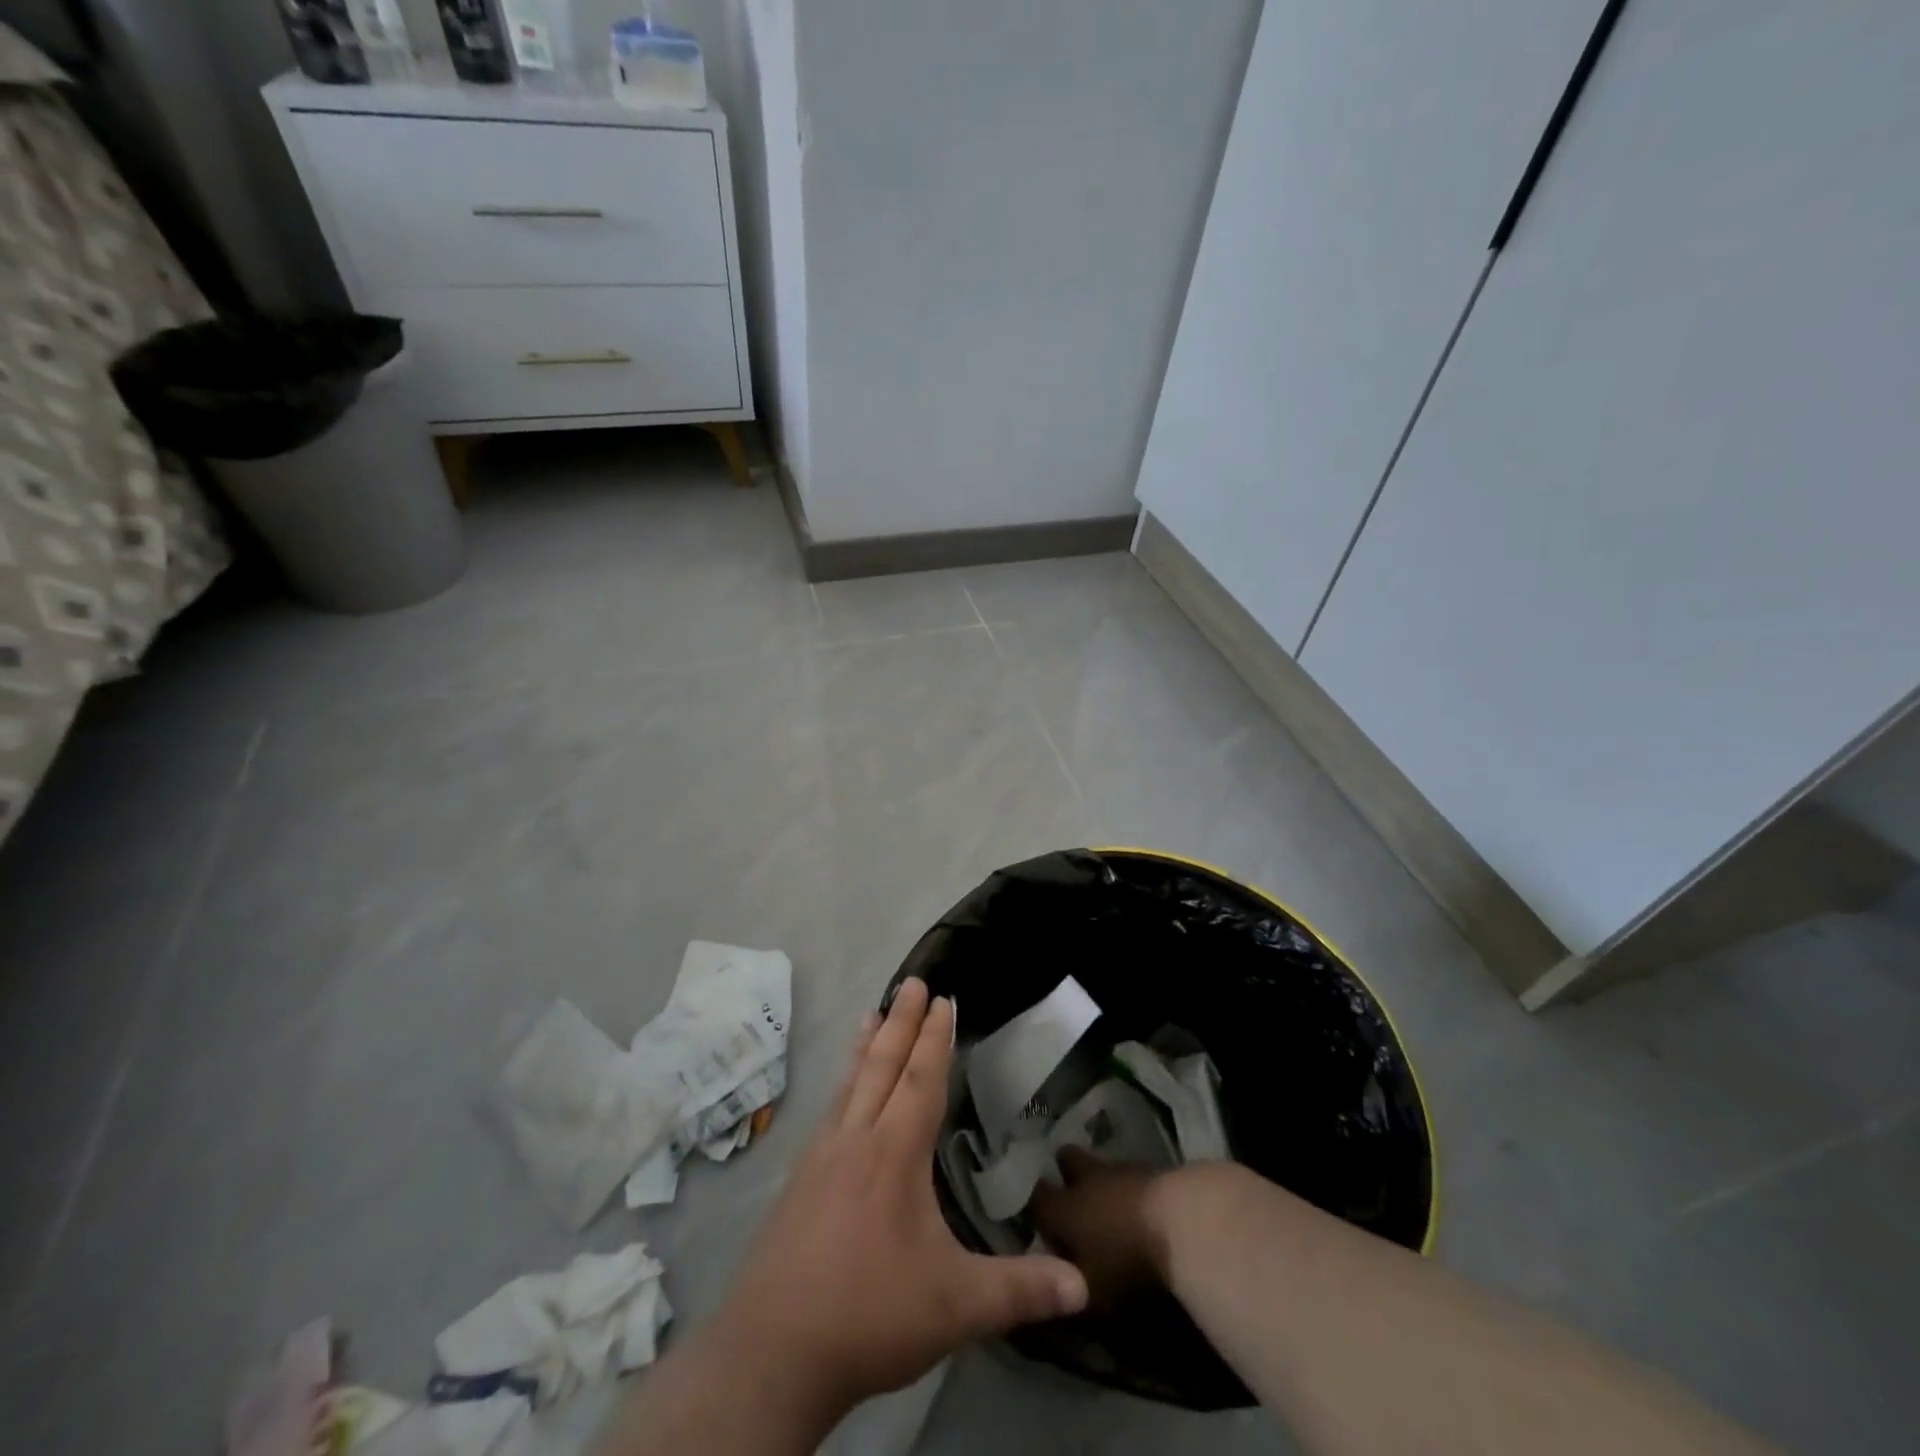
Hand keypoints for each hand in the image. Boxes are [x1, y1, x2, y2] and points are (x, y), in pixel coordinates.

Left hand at [708, 978, 1088, 1423]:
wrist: (773, 1352)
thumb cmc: (870, 1315)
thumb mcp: (957, 1307)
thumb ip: (1021, 1290)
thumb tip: (1085, 1285)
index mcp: (895, 1153)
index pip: (921, 1080)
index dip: (935, 1038)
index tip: (942, 998)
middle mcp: (856, 1140)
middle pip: (882, 1065)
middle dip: (902, 1021)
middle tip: (912, 981)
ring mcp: (820, 1157)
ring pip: (850, 1083)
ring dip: (866, 1044)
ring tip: (872, 1011)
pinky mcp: (799, 1181)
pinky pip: (829, 1110)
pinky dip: (842, 1082)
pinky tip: (841, 1092)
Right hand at [1028, 1148, 1186, 1308]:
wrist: (1185, 1224)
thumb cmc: (1128, 1266)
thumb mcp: (1092, 1300)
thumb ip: (1066, 1296)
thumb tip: (1048, 1296)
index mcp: (1063, 1209)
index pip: (1035, 1197)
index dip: (1033, 1205)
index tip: (1036, 1217)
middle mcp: (1087, 1180)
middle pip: (1067, 1160)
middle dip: (1066, 1172)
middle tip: (1072, 1195)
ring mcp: (1122, 1170)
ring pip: (1102, 1164)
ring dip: (1103, 1181)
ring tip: (1111, 1204)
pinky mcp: (1155, 1168)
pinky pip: (1133, 1174)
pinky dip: (1133, 1188)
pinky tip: (1142, 1207)